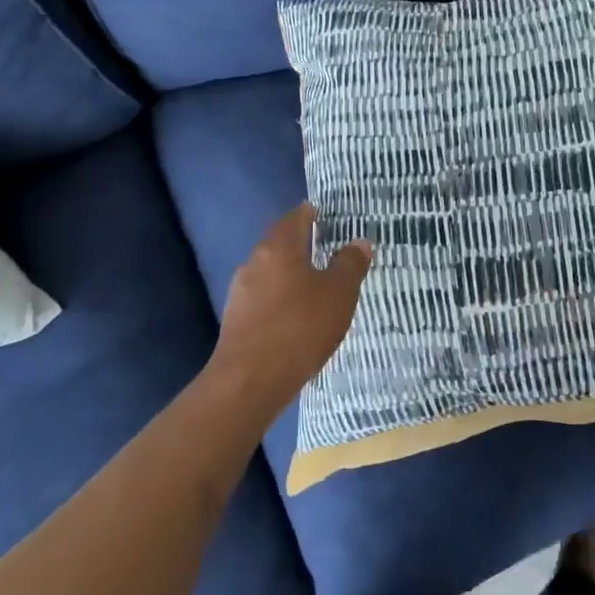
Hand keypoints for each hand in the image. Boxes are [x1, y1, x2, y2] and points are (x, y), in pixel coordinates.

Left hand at [210, 203, 371, 416]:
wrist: (249, 381)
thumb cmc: (300, 327)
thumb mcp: (339, 294)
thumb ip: (350, 264)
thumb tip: (359, 242)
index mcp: (279, 247)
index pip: (295, 218)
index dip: (310, 213)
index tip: (324, 214)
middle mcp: (254, 262)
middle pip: (278, 242)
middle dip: (298, 242)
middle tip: (323, 246)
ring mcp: (240, 291)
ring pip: (269, 271)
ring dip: (288, 272)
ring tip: (311, 282)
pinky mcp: (235, 319)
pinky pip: (262, 297)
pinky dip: (279, 296)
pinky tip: (292, 313)